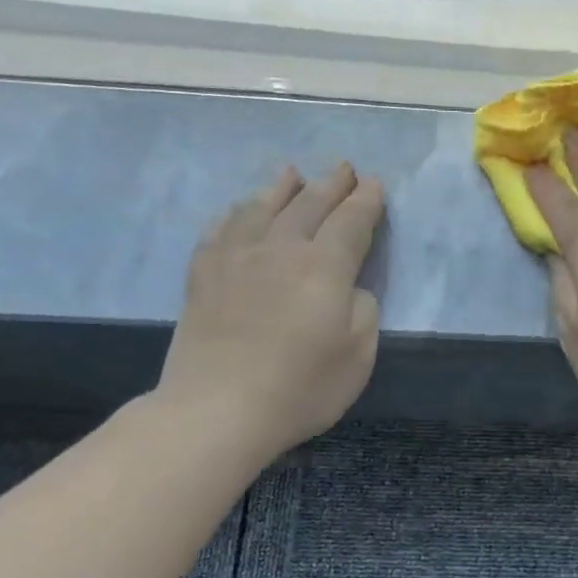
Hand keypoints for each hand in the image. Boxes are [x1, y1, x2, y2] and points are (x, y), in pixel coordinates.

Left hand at [155, 163, 383, 460]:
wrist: (218, 409)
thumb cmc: (301, 387)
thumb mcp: (359, 353)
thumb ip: (363, 309)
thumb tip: (349, 287)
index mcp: (324, 266)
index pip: (351, 221)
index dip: (366, 201)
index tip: (374, 185)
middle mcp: (280, 248)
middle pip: (309, 204)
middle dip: (331, 184)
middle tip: (344, 169)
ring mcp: (236, 257)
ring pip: (262, 207)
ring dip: (282, 187)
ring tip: (292, 173)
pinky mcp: (203, 275)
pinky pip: (221, 228)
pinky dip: (236, 212)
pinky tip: (240, 210)